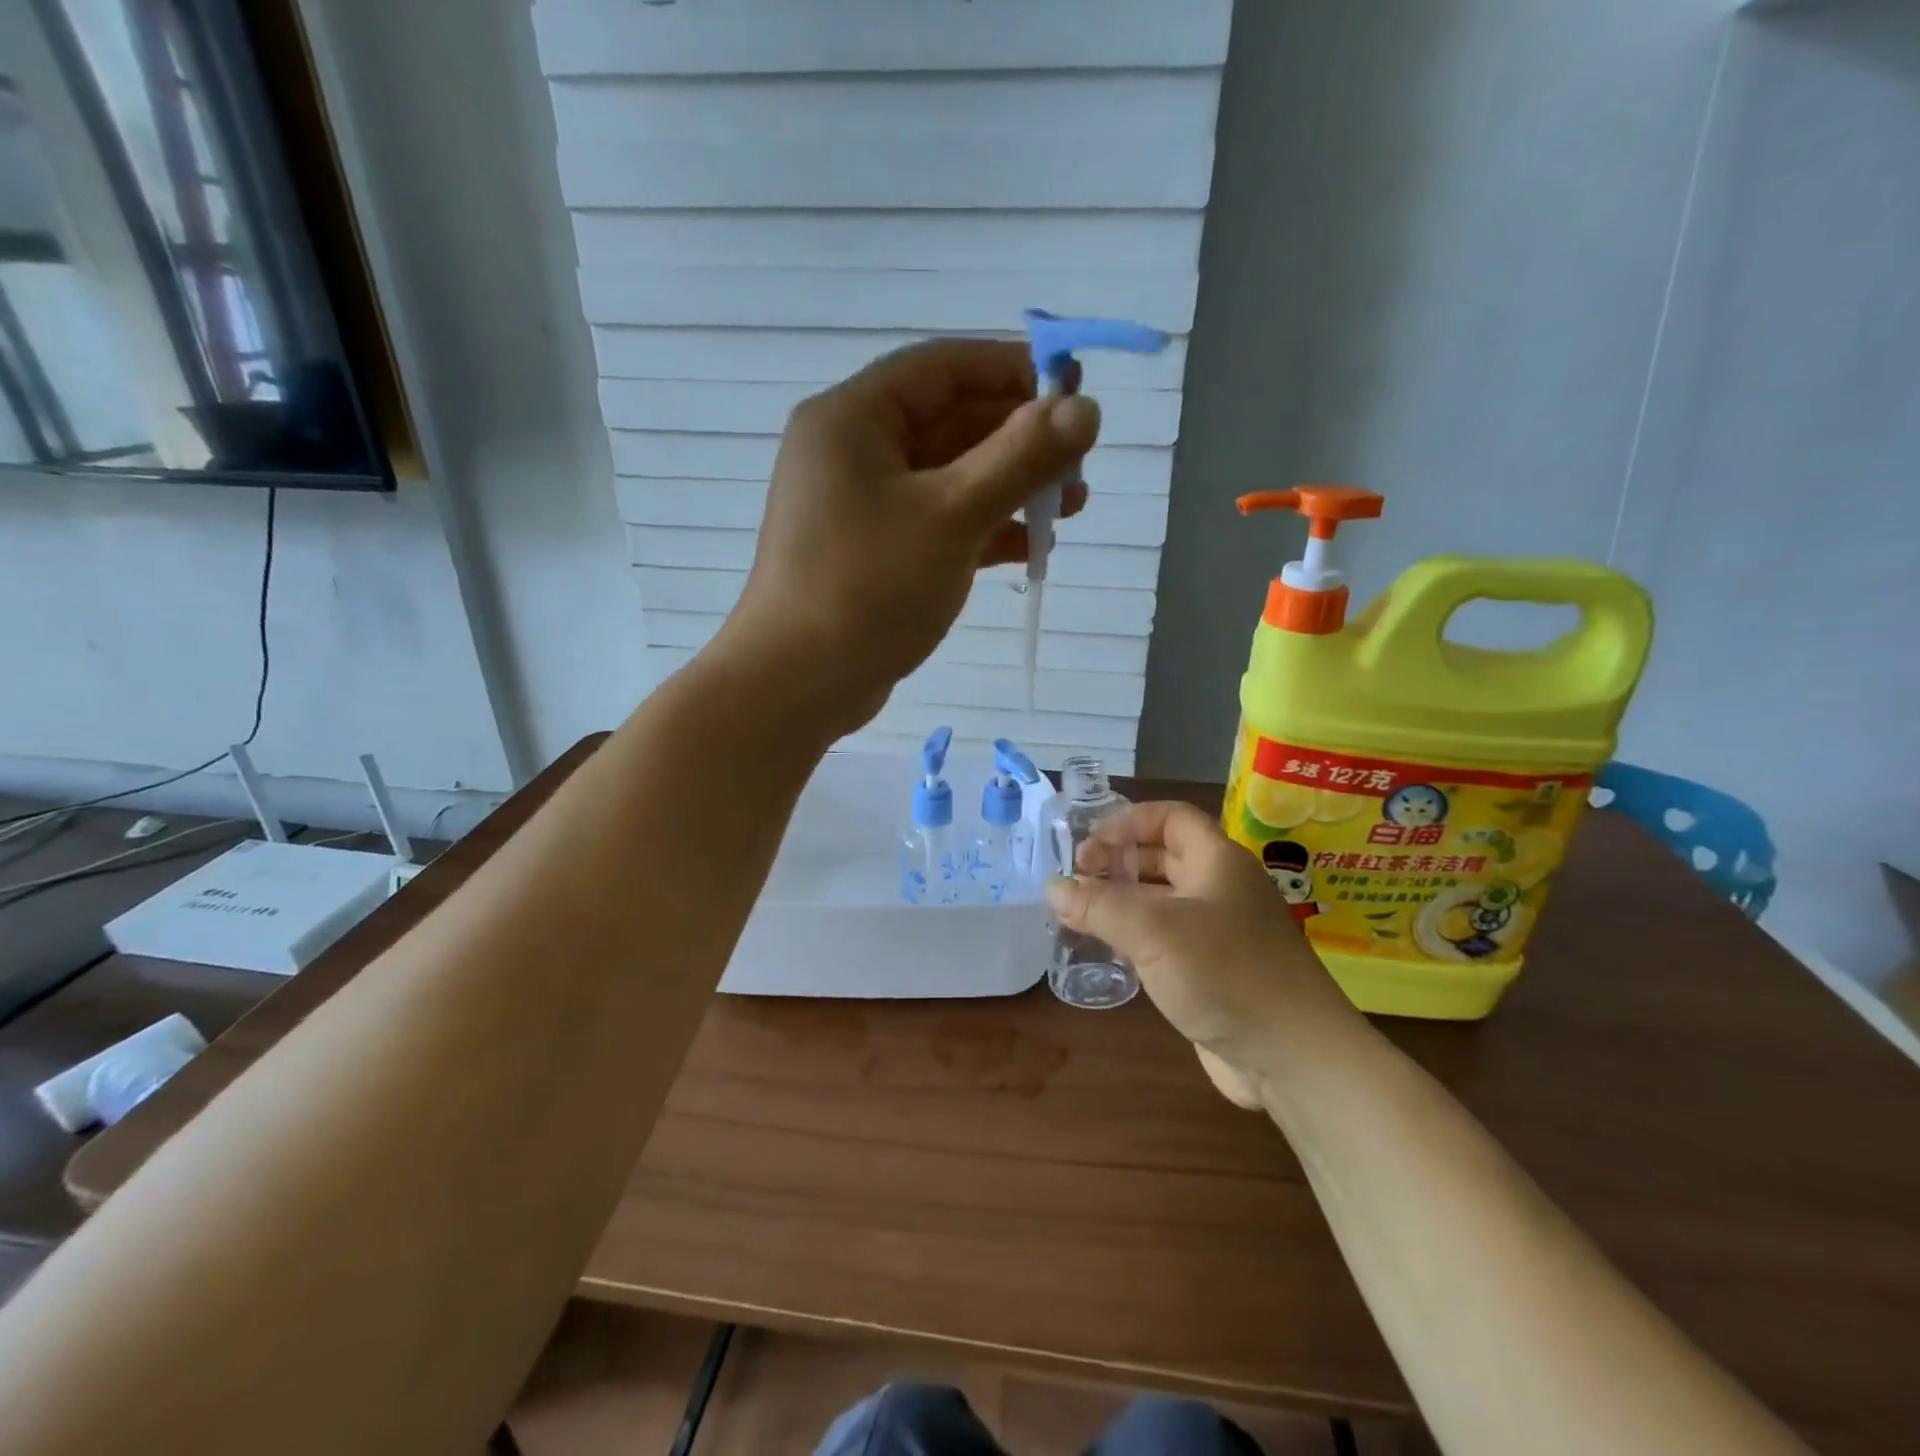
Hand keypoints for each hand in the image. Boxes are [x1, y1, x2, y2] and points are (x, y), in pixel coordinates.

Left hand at [722, 340, 1099, 737]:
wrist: (798, 684)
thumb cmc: (868, 587)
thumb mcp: (951, 516)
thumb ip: (1020, 458)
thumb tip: (1086, 408)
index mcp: (854, 419)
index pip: (943, 368)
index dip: (1013, 370)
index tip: (1075, 390)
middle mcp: (853, 453)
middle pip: (950, 423)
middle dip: (1019, 440)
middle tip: (1080, 463)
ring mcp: (862, 507)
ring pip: (948, 478)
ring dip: (1009, 488)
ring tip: (1071, 508)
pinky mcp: (875, 554)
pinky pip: (937, 523)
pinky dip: (983, 530)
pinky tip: (1032, 547)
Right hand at [1046, 802, 1357, 1107]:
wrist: (1293, 1057)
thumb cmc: (1225, 974)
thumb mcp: (1153, 931)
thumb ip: (1099, 905)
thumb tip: (1054, 888)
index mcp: (1218, 861)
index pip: (1171, 817)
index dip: (1128, 821)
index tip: (1088, 843)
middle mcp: (1221, 889)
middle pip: (1164, 856)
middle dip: (1119, 861)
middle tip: (1076, 878)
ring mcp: (1221, 932)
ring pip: (1163, 900)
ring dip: (1123, 900)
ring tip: (1079, 912)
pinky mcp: (1215, 972)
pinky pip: (1168, 939)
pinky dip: (1136, 937)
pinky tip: (1109, 951)